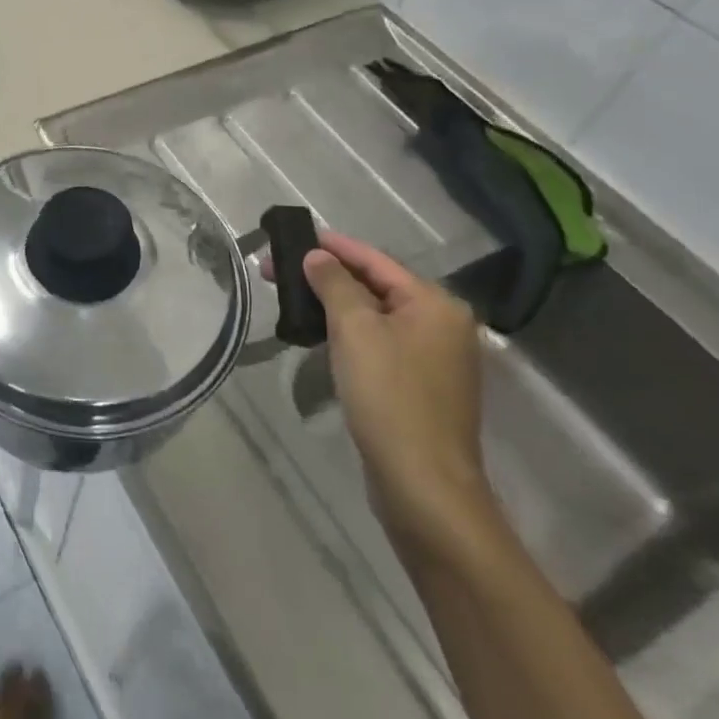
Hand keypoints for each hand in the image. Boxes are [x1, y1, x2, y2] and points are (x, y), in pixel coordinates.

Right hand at [271, 231, 495, 556]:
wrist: (422, 483)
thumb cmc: (389, 396)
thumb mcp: (355, 330)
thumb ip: (335, 284)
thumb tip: (317, 256)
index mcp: (435, 304)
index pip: (375, 260)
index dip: (332, 246)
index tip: (293, 235)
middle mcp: (442, 325)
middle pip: (375, 286)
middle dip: (326, 276)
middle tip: (276, 271)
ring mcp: (434, 358)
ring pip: (375, 316)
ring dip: (333, 305)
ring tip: (292, 298)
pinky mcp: (419, 386)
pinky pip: (379, 343)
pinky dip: (348, 333)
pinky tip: (319, 336)